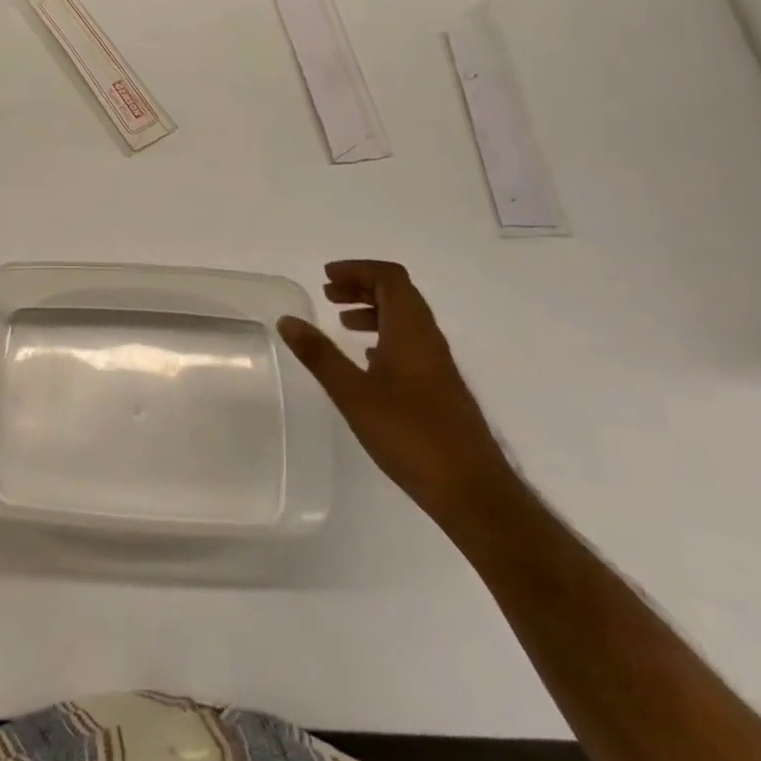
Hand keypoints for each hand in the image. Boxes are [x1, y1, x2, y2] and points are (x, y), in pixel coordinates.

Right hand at [278, 260, 512, 521]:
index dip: (358, 269)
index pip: (390, 278)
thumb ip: (320, 355)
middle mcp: (429, 340)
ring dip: (373, 311)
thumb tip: (288, 320)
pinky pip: (410, 344)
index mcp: (411, 332)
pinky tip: (367, 360)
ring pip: (405, 320)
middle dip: (362, 286)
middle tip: (328, 294)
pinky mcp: (440, 389)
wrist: (473, 492)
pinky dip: (385, 336)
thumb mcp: (353, 394)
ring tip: (342, 322)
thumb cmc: (411, 436)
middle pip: (399, 294)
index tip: (326, 277)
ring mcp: (438, 365)